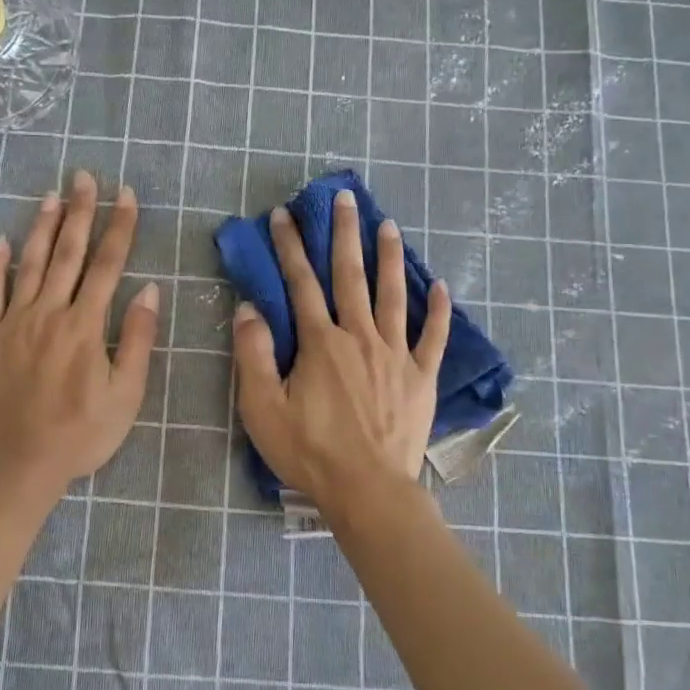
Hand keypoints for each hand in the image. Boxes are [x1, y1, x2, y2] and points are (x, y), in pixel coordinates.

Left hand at [0, 171, 157, 491]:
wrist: (16, 463)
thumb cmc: (79, 435)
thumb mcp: (125, 395)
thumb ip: (136, 340)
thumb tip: (148, 291)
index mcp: (86, 326)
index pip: (108, 265)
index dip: (119, 226)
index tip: (125, 194)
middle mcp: (49, 313)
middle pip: (68, 252)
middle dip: (80, 211)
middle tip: (84, 176)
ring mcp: (13, 321)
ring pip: (29, 263)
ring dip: (41, 226)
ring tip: (51, 194)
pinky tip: (1, 240)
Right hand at [232, 189, 450, 512]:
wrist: (368, 491)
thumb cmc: (310, 452)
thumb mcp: (262, 408)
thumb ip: (253, 355)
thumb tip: (248, 308)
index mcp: (320, 343)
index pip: (300, 283)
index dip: (290, 247)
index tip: (283, 215)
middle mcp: (359, 337)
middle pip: (350, 276)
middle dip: (344, 234)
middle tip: (345, 198)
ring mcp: (395, 355)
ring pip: (392, 295)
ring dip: (389, 257)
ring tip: (389, 224)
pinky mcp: (421, 377)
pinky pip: (433, 337)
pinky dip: (439, 310)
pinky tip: (441, 286)